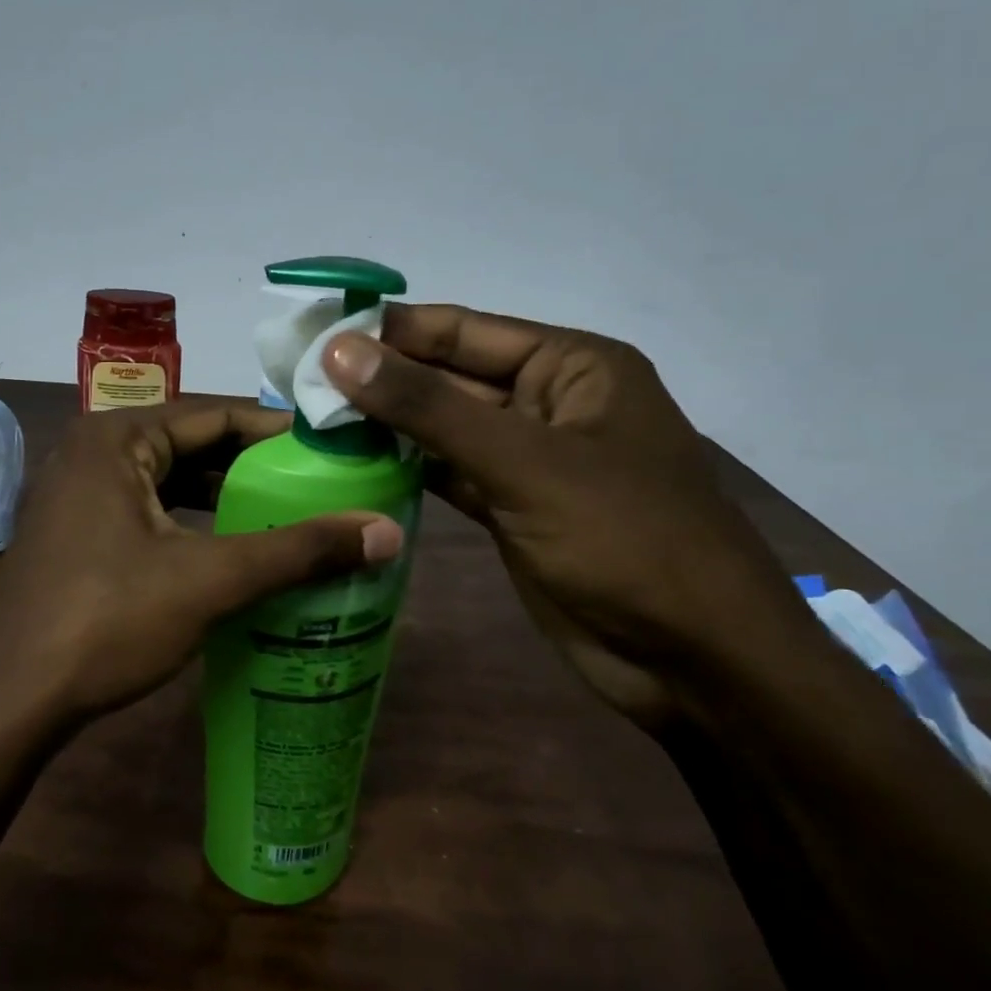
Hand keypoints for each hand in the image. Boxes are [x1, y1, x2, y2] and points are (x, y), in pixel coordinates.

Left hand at [0, 398, 404, 730]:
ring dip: (224, 500)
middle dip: (254, 468)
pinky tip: (231, 552)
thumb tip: (389, 530)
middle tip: (320, 488)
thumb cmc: (106, 621)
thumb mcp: (210, 580)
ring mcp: (78, 495)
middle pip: (192, 445)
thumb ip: (298, 551)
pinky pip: (148, 513)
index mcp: (117, 437)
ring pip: (170, 483)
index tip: (332, 450)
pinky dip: (192, 526)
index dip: (278, 431)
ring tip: (287, 518)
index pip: (215, 413)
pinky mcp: (75, 535)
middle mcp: (92, 452)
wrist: (9, 700)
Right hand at [325, 305, 807, 730]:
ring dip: (386, 426)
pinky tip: (352, 465)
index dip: (390, 329)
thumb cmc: (624, 539)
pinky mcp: (511, 509)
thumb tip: (340, 351)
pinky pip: (448, 474)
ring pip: (443, 429)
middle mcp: (548, 402)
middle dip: (380, 380)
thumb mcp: (523, 462)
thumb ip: (428, 406)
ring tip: (310, 420)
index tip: (315, 332)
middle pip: (448, 378)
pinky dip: (405, 469)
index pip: (463, 330)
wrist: (693, 660)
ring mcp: (528, 460)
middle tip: (297, 382)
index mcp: (571, 366)